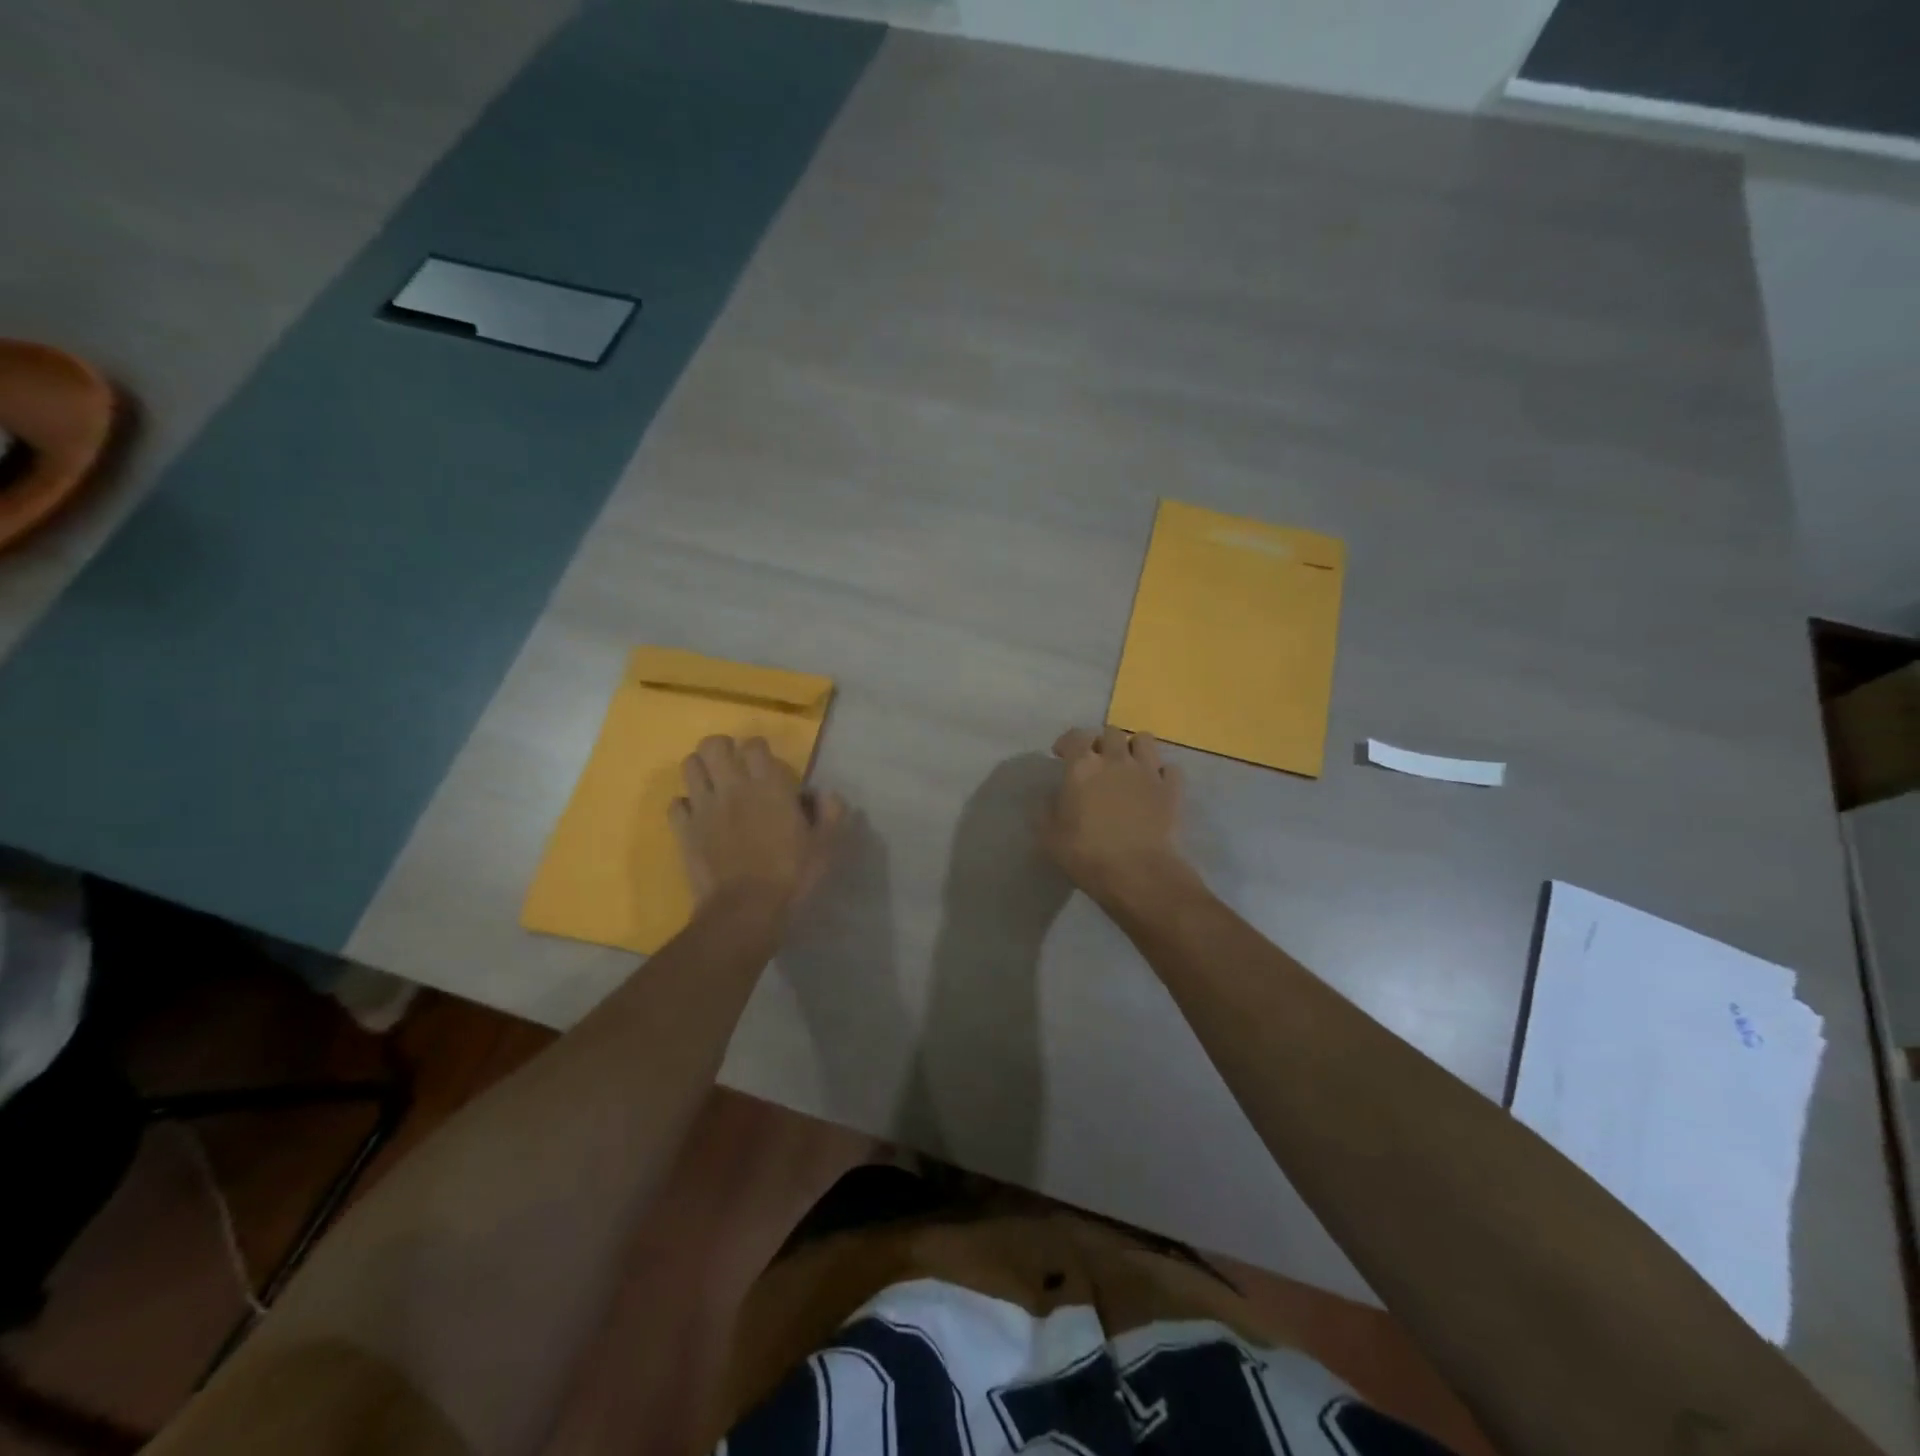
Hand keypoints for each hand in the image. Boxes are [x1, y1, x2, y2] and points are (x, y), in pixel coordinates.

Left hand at [670, 736, 845, 914]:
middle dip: (721, 748)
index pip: (754, 745)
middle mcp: (733, 788)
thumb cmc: (791, 876)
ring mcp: (704, 808)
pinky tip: (697, 816)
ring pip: (689, 766)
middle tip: (733, 764)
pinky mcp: (684, 831)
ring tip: (713, 784)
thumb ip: (831, 813)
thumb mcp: (825, 846)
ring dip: (701, 770)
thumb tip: (827, 794)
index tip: (766, 762)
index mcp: (769, 786)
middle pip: (713, 745)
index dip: (759, 748)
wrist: (746, 911)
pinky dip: (685, 805)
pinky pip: (676, 804)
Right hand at [1043, 726, 1197, 913]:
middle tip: (1095, 761)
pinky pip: (1170, 768)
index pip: (1075, 736)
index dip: (1067, 742)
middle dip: (1101, 742)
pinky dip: (1162, 773)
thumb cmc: (1086, 854)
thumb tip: (1049, 797)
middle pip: (1111, 733)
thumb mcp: (1049, 836)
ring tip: (1127, 765)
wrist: (1138, 874)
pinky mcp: (1172, 790)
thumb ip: (1045, 810)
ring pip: (1144, 740)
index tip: (1061, 755)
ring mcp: (1148, 772)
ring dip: (1133, 748)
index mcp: (1083, 767)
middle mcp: (1116, 760)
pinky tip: (1154, 786)